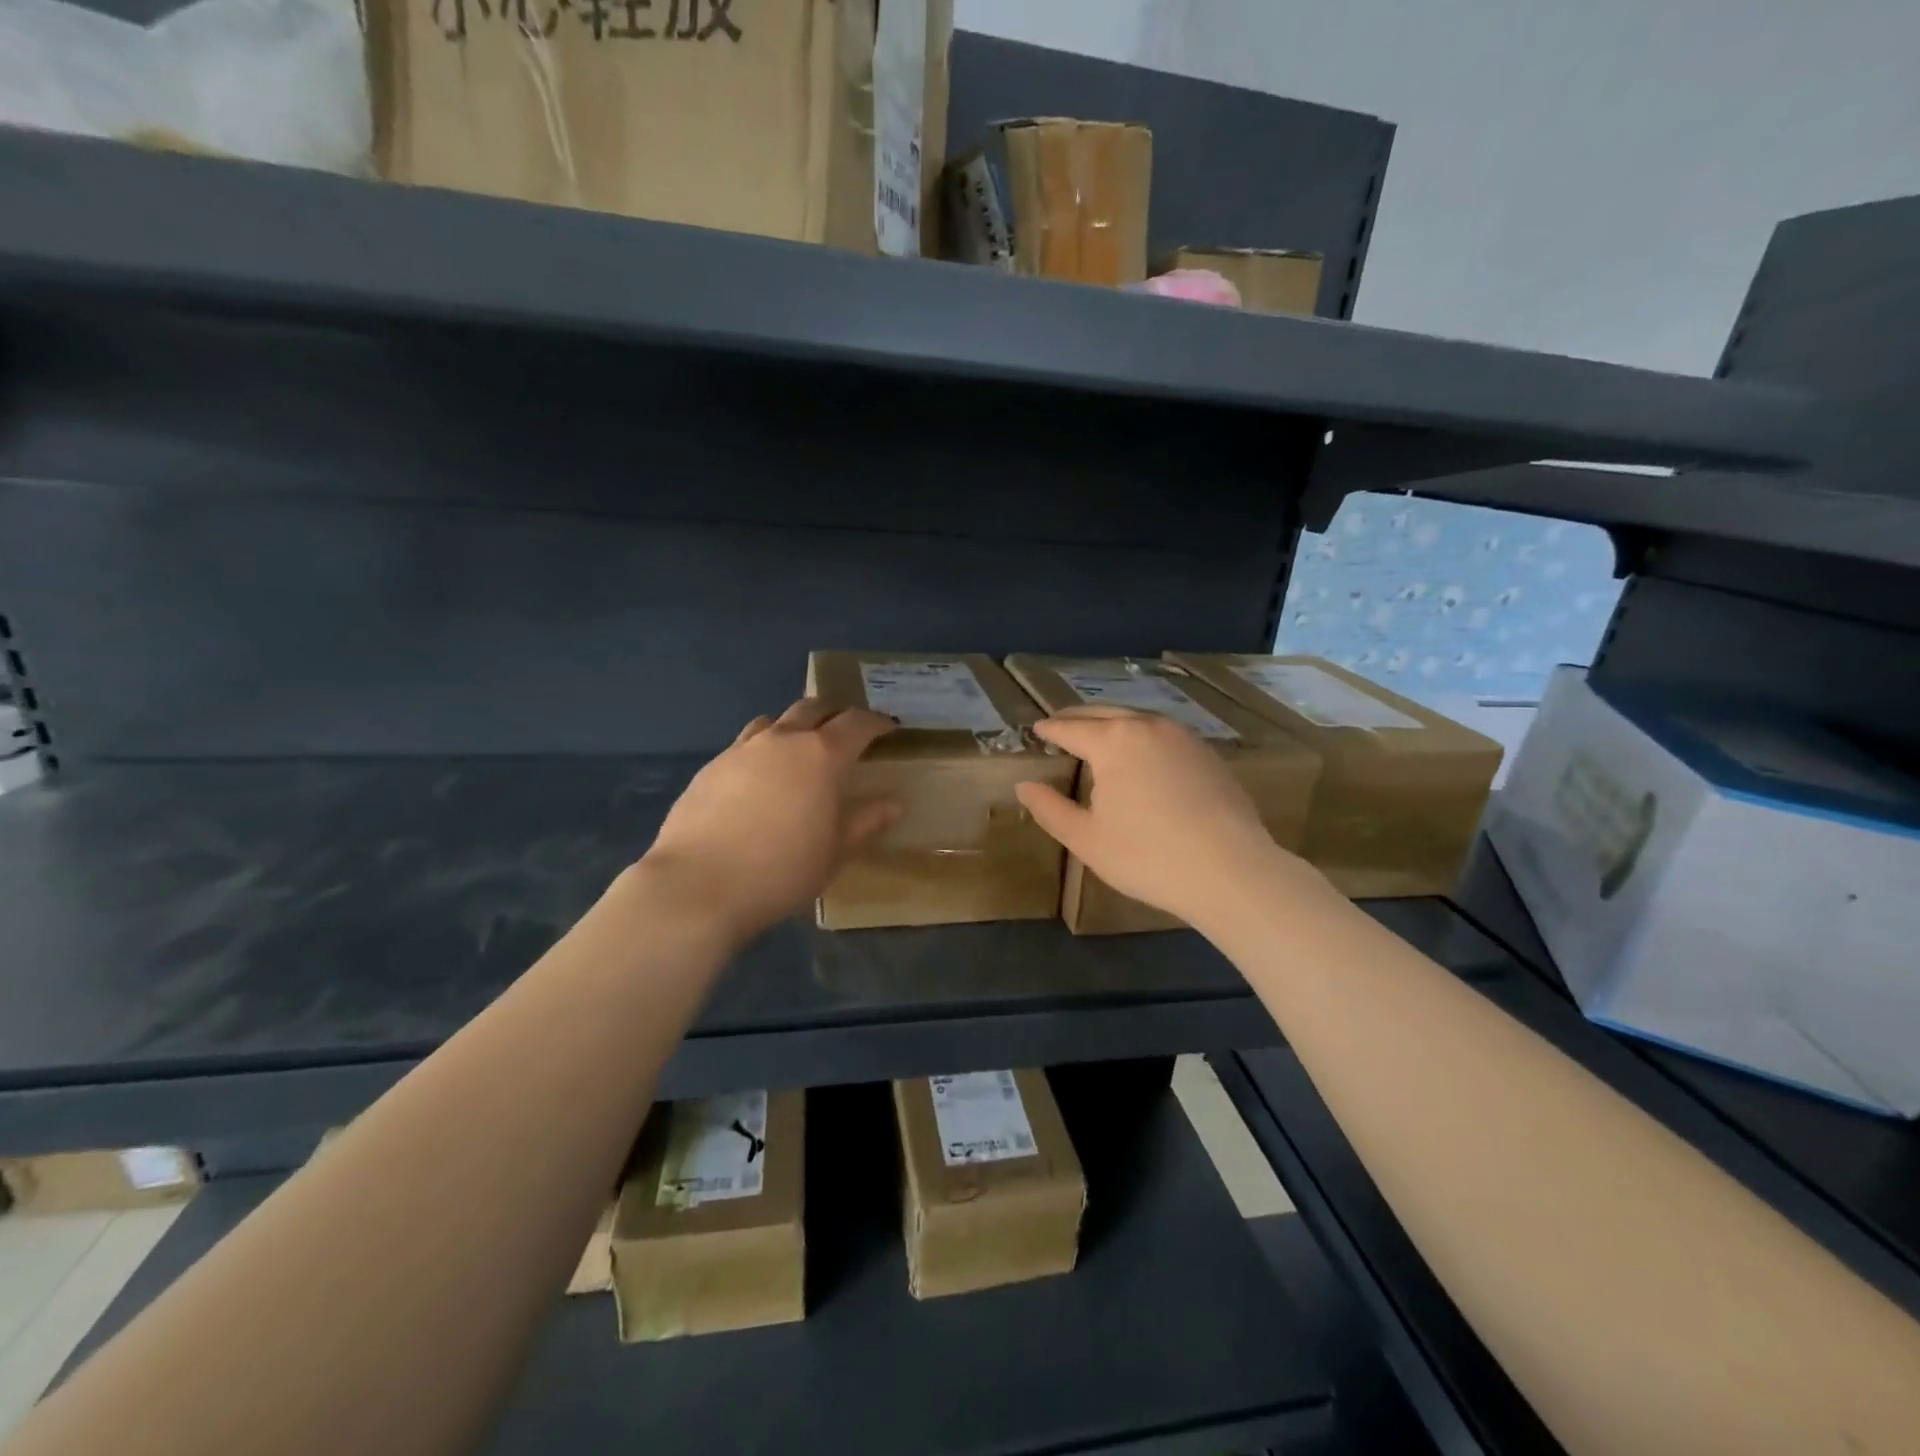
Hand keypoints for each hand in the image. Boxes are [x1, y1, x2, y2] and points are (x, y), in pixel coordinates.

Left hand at [640, 699, 900, 941]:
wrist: (699, 885)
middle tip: (847, 729)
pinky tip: (760, 779)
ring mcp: (742, 750)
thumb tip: (893, 804)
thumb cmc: (782, 870)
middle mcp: (783, 740)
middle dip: (836, 713)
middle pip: (813, 708)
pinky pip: (745, 745)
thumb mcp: (835, 851)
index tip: (888, 728)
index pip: (857, 723)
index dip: (876, 722)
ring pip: (774, 721)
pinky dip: (763, 750)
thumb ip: (865, 822)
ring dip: (795, 726)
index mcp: (822, 755)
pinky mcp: (711, 767)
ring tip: (801, 748)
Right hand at [1014, 706, 1313, 929]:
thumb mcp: (1086, 839)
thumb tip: (1024, 785)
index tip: (1037, 729)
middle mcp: (1148, 727)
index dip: (1050, 729)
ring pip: (1138, 720)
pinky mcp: (1209, 754)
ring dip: (1113, 723)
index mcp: (1114, 741)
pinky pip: (1164, 734)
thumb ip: (1050, 808)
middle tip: (1060, 725)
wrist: (1231, 870)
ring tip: (1098, 737)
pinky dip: (1142, 736)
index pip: (1071, 728)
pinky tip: (1142, 756)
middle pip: (1104, 714)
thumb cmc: (1147, 856)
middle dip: (1078, 718)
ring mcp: (1184, 737)